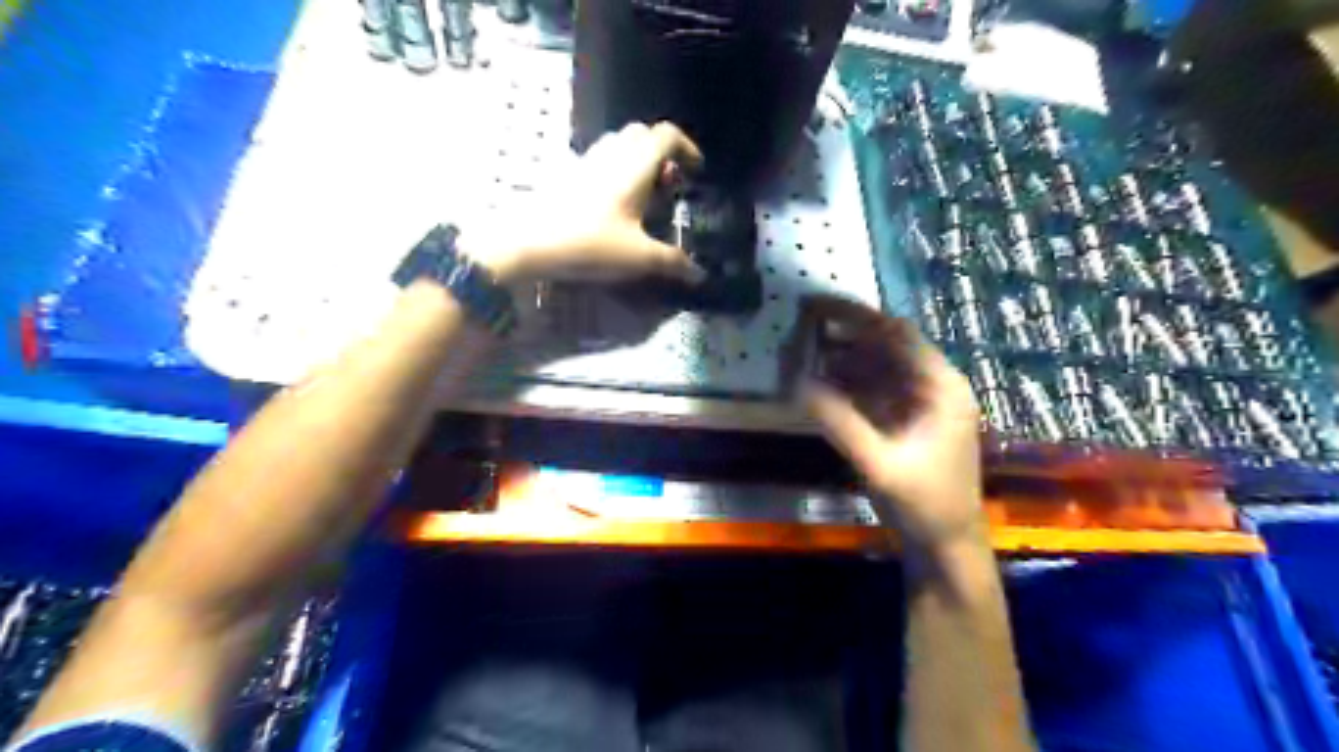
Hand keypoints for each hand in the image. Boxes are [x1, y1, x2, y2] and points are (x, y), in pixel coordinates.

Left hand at [467, 120, 704, 284]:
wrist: (527, 242)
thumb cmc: (589, 243)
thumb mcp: (638, 257)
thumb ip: (672, 263)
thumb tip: (699, 274)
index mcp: (634, 166)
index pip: (667, 136)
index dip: (687, 148)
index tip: (696, 171)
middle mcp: (611, 155)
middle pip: (642, 135)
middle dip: (662, 154)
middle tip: (669, 186)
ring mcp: (585, 163)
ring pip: (618, 146)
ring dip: (637, 162)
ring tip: (644, 196)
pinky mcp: (566, 176)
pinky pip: (600, 162)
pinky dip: (616, 173)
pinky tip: (615, 208)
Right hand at [798, 295, 987, 550]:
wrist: (945, 545)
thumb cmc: (924, 504)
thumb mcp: (879, 463)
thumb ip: (838, 421)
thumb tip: (795, 383)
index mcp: (941, 386)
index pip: (897, 334)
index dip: (856, 316)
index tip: (816, 305)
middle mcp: (933, 386)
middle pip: (886, 346)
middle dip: (844, 334)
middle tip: (802, 324)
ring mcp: (919, 403)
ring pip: (877, 367)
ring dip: (842, 358)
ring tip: (803, 351)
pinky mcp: (905, 421)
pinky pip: (873, 390)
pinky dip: (846, 384)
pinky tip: (819, 382)